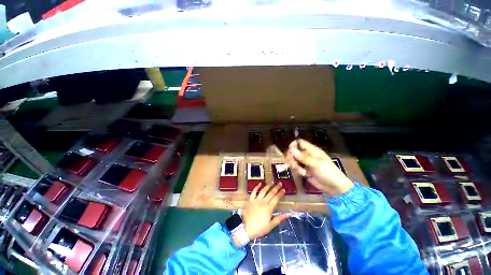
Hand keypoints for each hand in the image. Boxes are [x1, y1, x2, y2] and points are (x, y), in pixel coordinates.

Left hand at [241, 183, 289, 239]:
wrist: (245, 228)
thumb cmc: (259, 228)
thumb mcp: (270, 226)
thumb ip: (279, 219)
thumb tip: (288, 214)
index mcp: (269, 208)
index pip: (276, 198)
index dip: (280, 193)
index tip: (284, 189)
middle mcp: (263, 202)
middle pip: (271, 193)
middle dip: (276, 188)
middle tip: (280, 183)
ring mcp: (256, 200)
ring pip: (263, 191)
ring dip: (268, 186)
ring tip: (272, 182)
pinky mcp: (250, 200)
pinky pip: (254, 191)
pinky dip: (257, 187)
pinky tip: (260, 183)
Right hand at [285, 139, 353, 196]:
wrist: (334, 187)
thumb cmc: (328, 172)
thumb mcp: (316, 164)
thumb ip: (303, 157)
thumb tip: (291, 149)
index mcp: (312, 150)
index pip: (299, 142)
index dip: (293, 145)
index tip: (290, 152)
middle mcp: (306, 154)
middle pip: (293, 151)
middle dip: (292, 158)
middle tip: (295, 165)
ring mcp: (304, 162)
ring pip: (293, 160)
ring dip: (295, 166)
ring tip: (302, 172)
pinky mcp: (303, 169)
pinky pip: (295, 167)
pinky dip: (297, 170)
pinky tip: (303, 175)